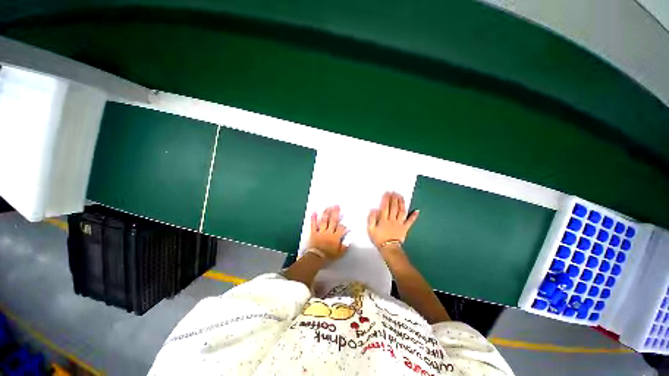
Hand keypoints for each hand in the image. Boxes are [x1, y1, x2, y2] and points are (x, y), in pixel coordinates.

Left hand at [308, 205, 348, 259]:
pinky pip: (313, 225)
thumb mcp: (339, 254)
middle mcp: (329, 232)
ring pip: (324, 220)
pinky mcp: (314, 232)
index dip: (344, 225)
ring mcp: (321, 231)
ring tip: (329, 207)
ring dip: (327, 213)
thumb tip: (349, 241)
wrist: (316, 258)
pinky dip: (313, 218)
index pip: (341, 228)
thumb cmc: (328, 256)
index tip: (345, 221)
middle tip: (337, 205)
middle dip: (335, 213)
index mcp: (336, 237)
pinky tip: (314, 212)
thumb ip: (345, 247)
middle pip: (333, 221)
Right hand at [367, 192, 418, 250]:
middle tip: (395, 192)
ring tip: (401, 197)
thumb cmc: (379, 239)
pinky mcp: (405, 228)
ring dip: (402, 203)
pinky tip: (417, 210)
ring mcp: (400, 223)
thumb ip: (371, 219)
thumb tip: (374, 210)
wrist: (389, 249)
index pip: (385, 207)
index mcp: (383, 219)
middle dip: (394, 199)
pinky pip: (410, 221)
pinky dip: (414, 216)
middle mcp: (392, 219)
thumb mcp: (371, 230)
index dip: (386, 199)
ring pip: (401, 211)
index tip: (387, 193)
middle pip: (394, 207)